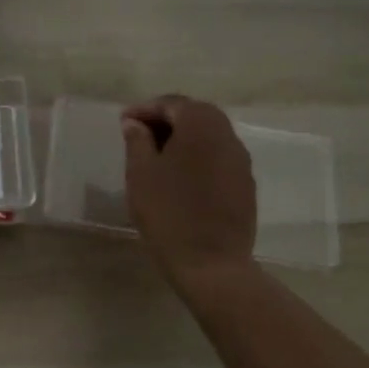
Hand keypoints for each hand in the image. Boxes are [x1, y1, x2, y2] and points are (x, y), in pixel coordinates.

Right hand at [122, 95, 256, 283]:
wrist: (211, 263)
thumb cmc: (168, 214)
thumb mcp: (141, 174)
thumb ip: (137, 141)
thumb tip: (135, 123)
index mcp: (200, 127)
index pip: (172, 104)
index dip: (145, 109)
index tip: (123, 121)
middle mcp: (226, 136)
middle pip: (196, 113)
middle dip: (167, 118)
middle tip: (140, 133)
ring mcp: (240, 160)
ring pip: (210, 134)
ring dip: (184, 136)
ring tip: (157, 153)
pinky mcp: (245, 183)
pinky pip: (219, 155)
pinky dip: (198, 154)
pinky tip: (181, 174)